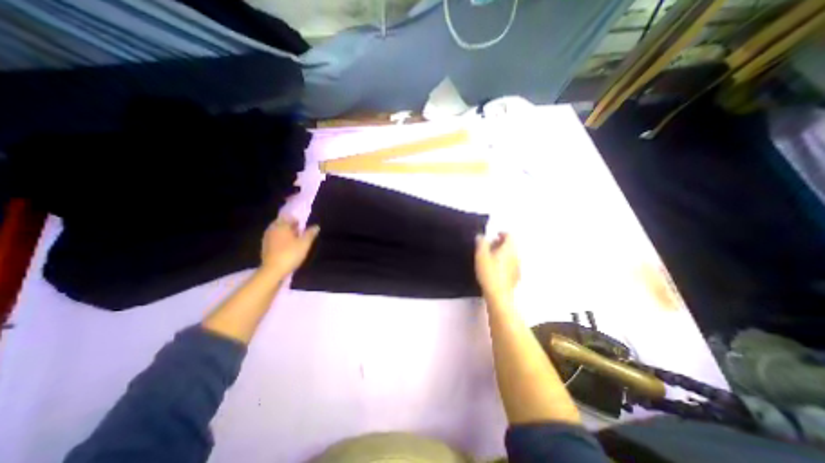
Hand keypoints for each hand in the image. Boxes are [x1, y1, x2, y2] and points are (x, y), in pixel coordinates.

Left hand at [261, 216, 317, 278]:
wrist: (273, 270)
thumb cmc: (290, 254)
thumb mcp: (304, 243)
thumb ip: (310, 233)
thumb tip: (316, 226)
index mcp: (282, 225)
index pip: (290, 218)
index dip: (298, 221)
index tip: (304, 226)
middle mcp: (272, 229)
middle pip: (282, 223)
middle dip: (291, 226)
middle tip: (300, 232)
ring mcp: (267, 237)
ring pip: (278, 231)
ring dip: (285, 233)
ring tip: (294, 239)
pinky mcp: (265, 246)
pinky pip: (274, 238)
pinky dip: (280, 239)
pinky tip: (286, 246)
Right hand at [474, 234, 516, 301]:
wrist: (498, 294)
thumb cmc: (489, 272)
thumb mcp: (480, 255)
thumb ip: (481, 242)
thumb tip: (481, 236)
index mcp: (509, 248)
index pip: (509, 235)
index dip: (501, 233)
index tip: (493, 236)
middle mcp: (516, 255)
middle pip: (511, 245)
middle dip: (501, 244)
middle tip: (489, 247)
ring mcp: (517, 267)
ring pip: (511, 255)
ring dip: (502, 254)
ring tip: (490, 259)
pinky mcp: (516, 277)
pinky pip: (511, 265)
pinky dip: (504, 264)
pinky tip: (496, 270)